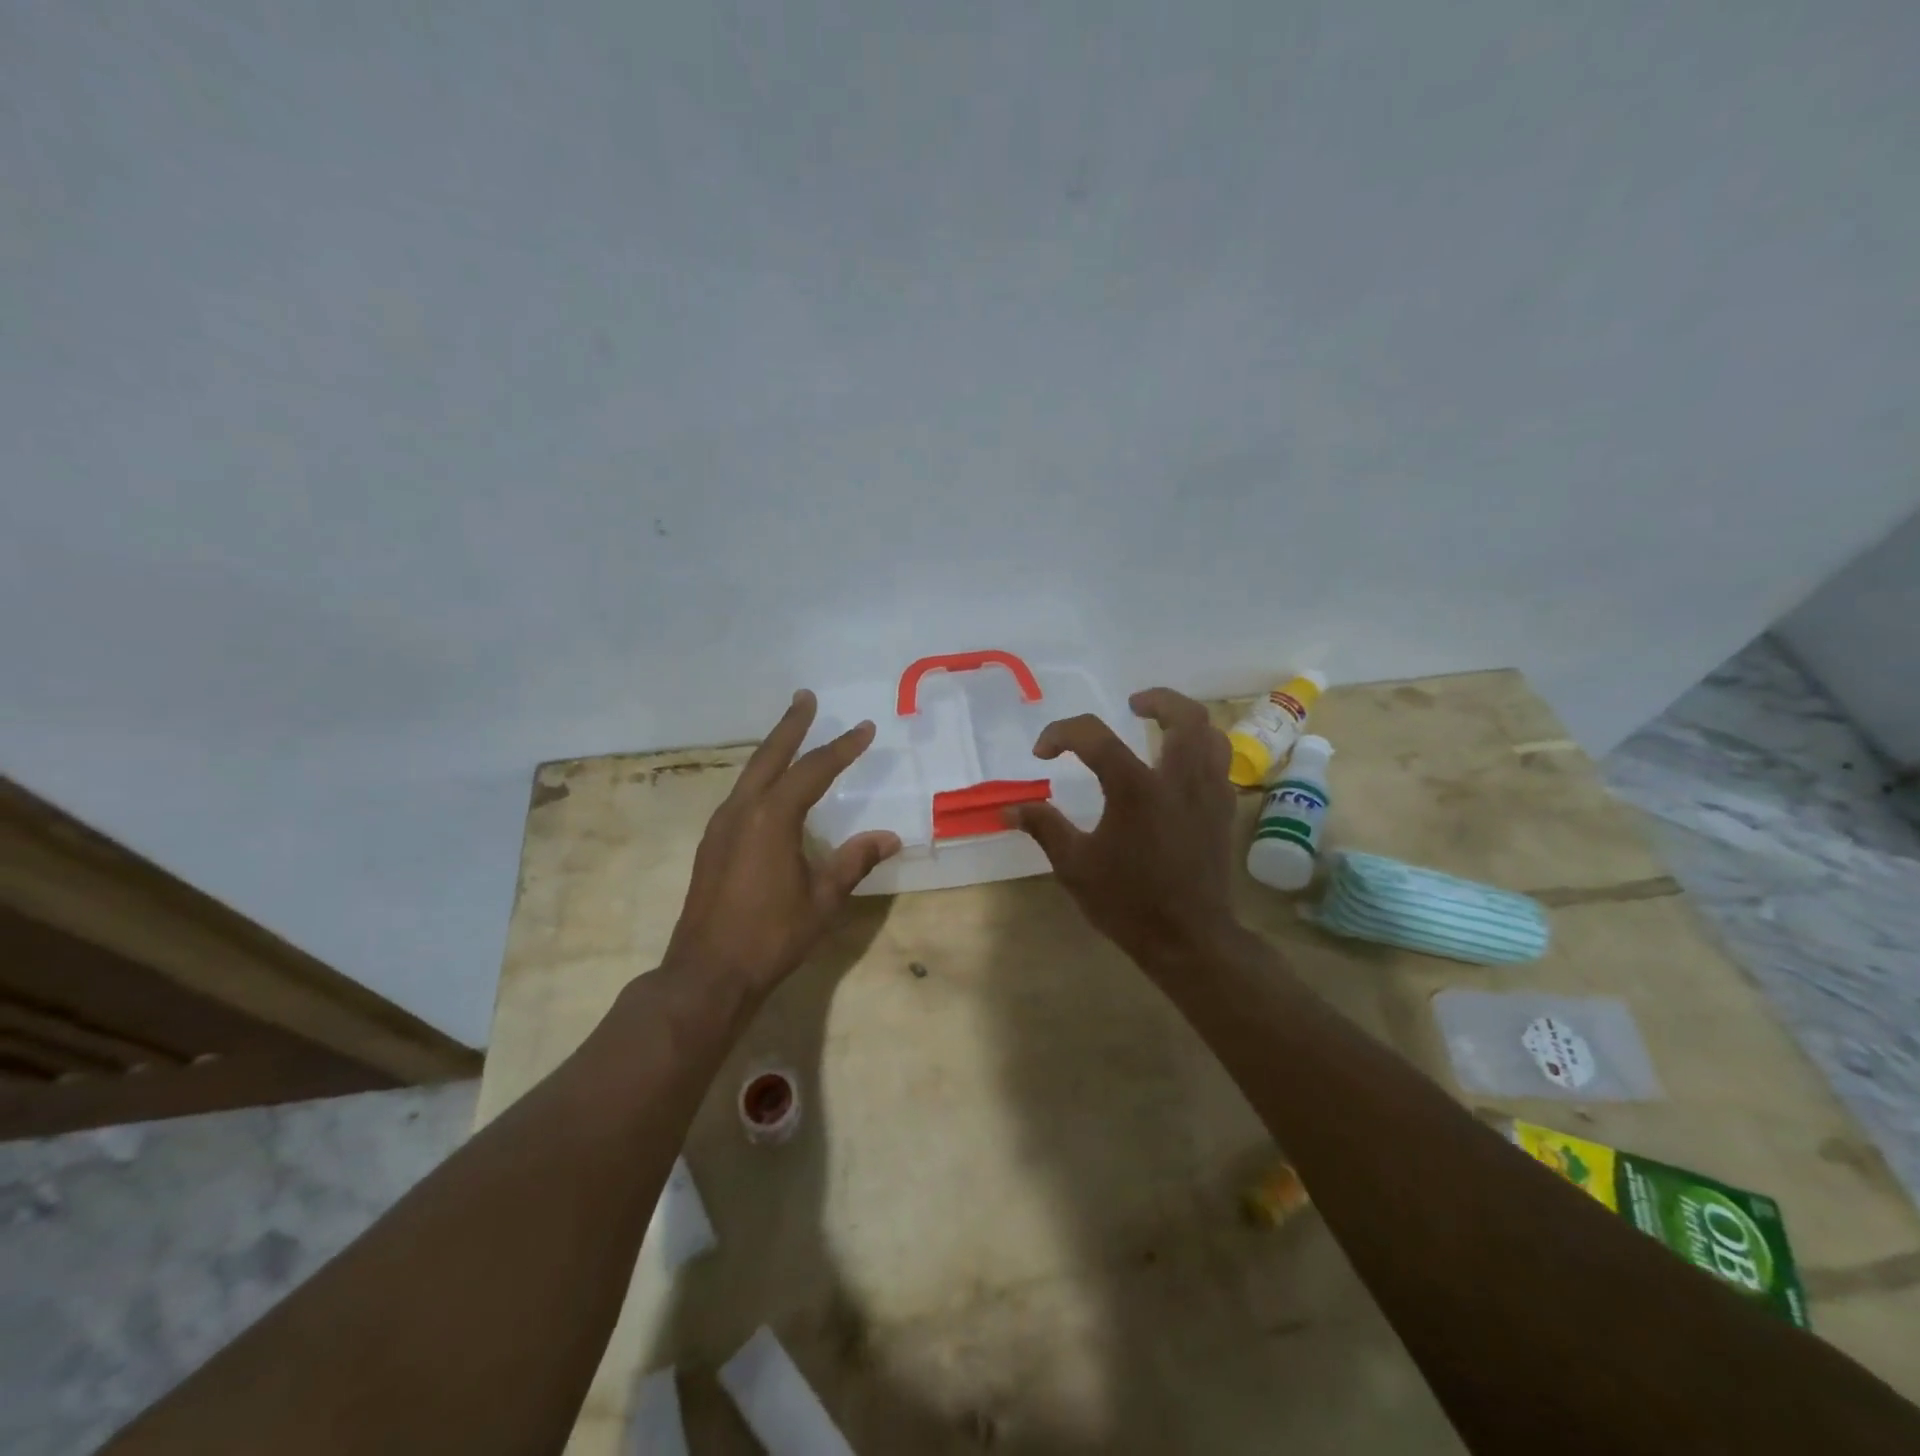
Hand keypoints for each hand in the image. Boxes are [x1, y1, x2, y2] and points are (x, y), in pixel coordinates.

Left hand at [664, 690, 900, 997]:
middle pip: (770, 756)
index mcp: (772, 818)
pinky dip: (761, 778)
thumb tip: (889, 837)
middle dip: (791, 725)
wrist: (707, 974)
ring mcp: (721, 826)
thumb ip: (855, 862)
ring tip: (791, 733)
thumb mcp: (823, 899)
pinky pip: (741, 795)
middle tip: (805, 698)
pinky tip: (770, 788)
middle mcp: (742, 811)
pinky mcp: (713, 844)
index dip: (842, 748)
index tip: (865, 729)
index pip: (813, 770)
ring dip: (773, 749)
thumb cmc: (771, 936)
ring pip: (751, 774)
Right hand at [1011, 688, 1238, 970]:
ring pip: (1211, 734)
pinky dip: (1200, 750)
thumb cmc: (1128, 902)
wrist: (1189, 939)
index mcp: (1136, 788)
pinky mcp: (1225, 811)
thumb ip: (1044, 827)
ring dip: (1185, 721)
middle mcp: (1178, 779)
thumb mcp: (1074, 865)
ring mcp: (1209, 793)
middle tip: (1133, 704)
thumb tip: (1010, 809)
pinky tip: (1179, 769)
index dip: (1062, 734)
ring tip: (1161, 727)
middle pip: (1183, 715)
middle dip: (1157, 700)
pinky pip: (1220, 763)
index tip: (1043, 753)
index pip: (1094, 737)